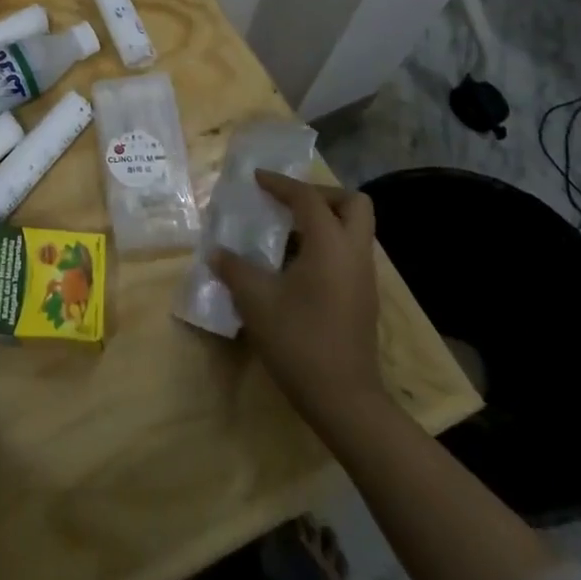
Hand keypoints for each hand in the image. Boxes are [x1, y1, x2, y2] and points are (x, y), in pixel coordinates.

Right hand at [210, 171, 385, 422]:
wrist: (345, 400)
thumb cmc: (299, 341)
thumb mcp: (256, 300)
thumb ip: (234, 268)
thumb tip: (216, 251)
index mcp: (330, 245)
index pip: (308, 198)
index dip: (281, 184)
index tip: (257, 178)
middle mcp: (354, 253)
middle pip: (352, 203)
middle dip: (320, 194)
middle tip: (288, 202)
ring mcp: (364, 278)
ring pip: (354, 229)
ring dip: (324, 220)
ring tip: (286, 232)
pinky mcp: (364, 299)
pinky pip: (349, 253)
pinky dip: (326, 244)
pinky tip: (296, 265)